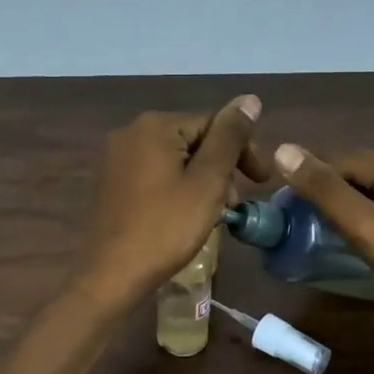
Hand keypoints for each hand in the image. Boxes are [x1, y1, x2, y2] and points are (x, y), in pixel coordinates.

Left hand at [75, 98, 270, 306]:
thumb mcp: (207, 181)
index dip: (243, 151)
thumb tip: (249, 99)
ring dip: (202, 181)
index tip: (262, 182)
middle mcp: (131, 132)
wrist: (111, 274)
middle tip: (238, 204)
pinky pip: (155, 174)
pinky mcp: (112, 182)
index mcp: (155, 126)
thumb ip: (230, 138)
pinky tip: (187, 214)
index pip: (214, 124)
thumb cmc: (166, 228)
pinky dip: (178, 188)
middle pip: (193, 140)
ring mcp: (117, 158)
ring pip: (175, 159)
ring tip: (217, 213)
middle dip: (222, 168)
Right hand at [272, 144, 373, 327]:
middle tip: (305, 228)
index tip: (287, 215)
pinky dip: (371, 210)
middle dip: (326, 194)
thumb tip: (282, 149)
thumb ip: (323, 189)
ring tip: (330, 233)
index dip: (306, 185)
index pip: (332, 161)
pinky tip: (367, 234)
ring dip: (348, 204)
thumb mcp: (364, 226)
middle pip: (352, 171)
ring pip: (371, 185)